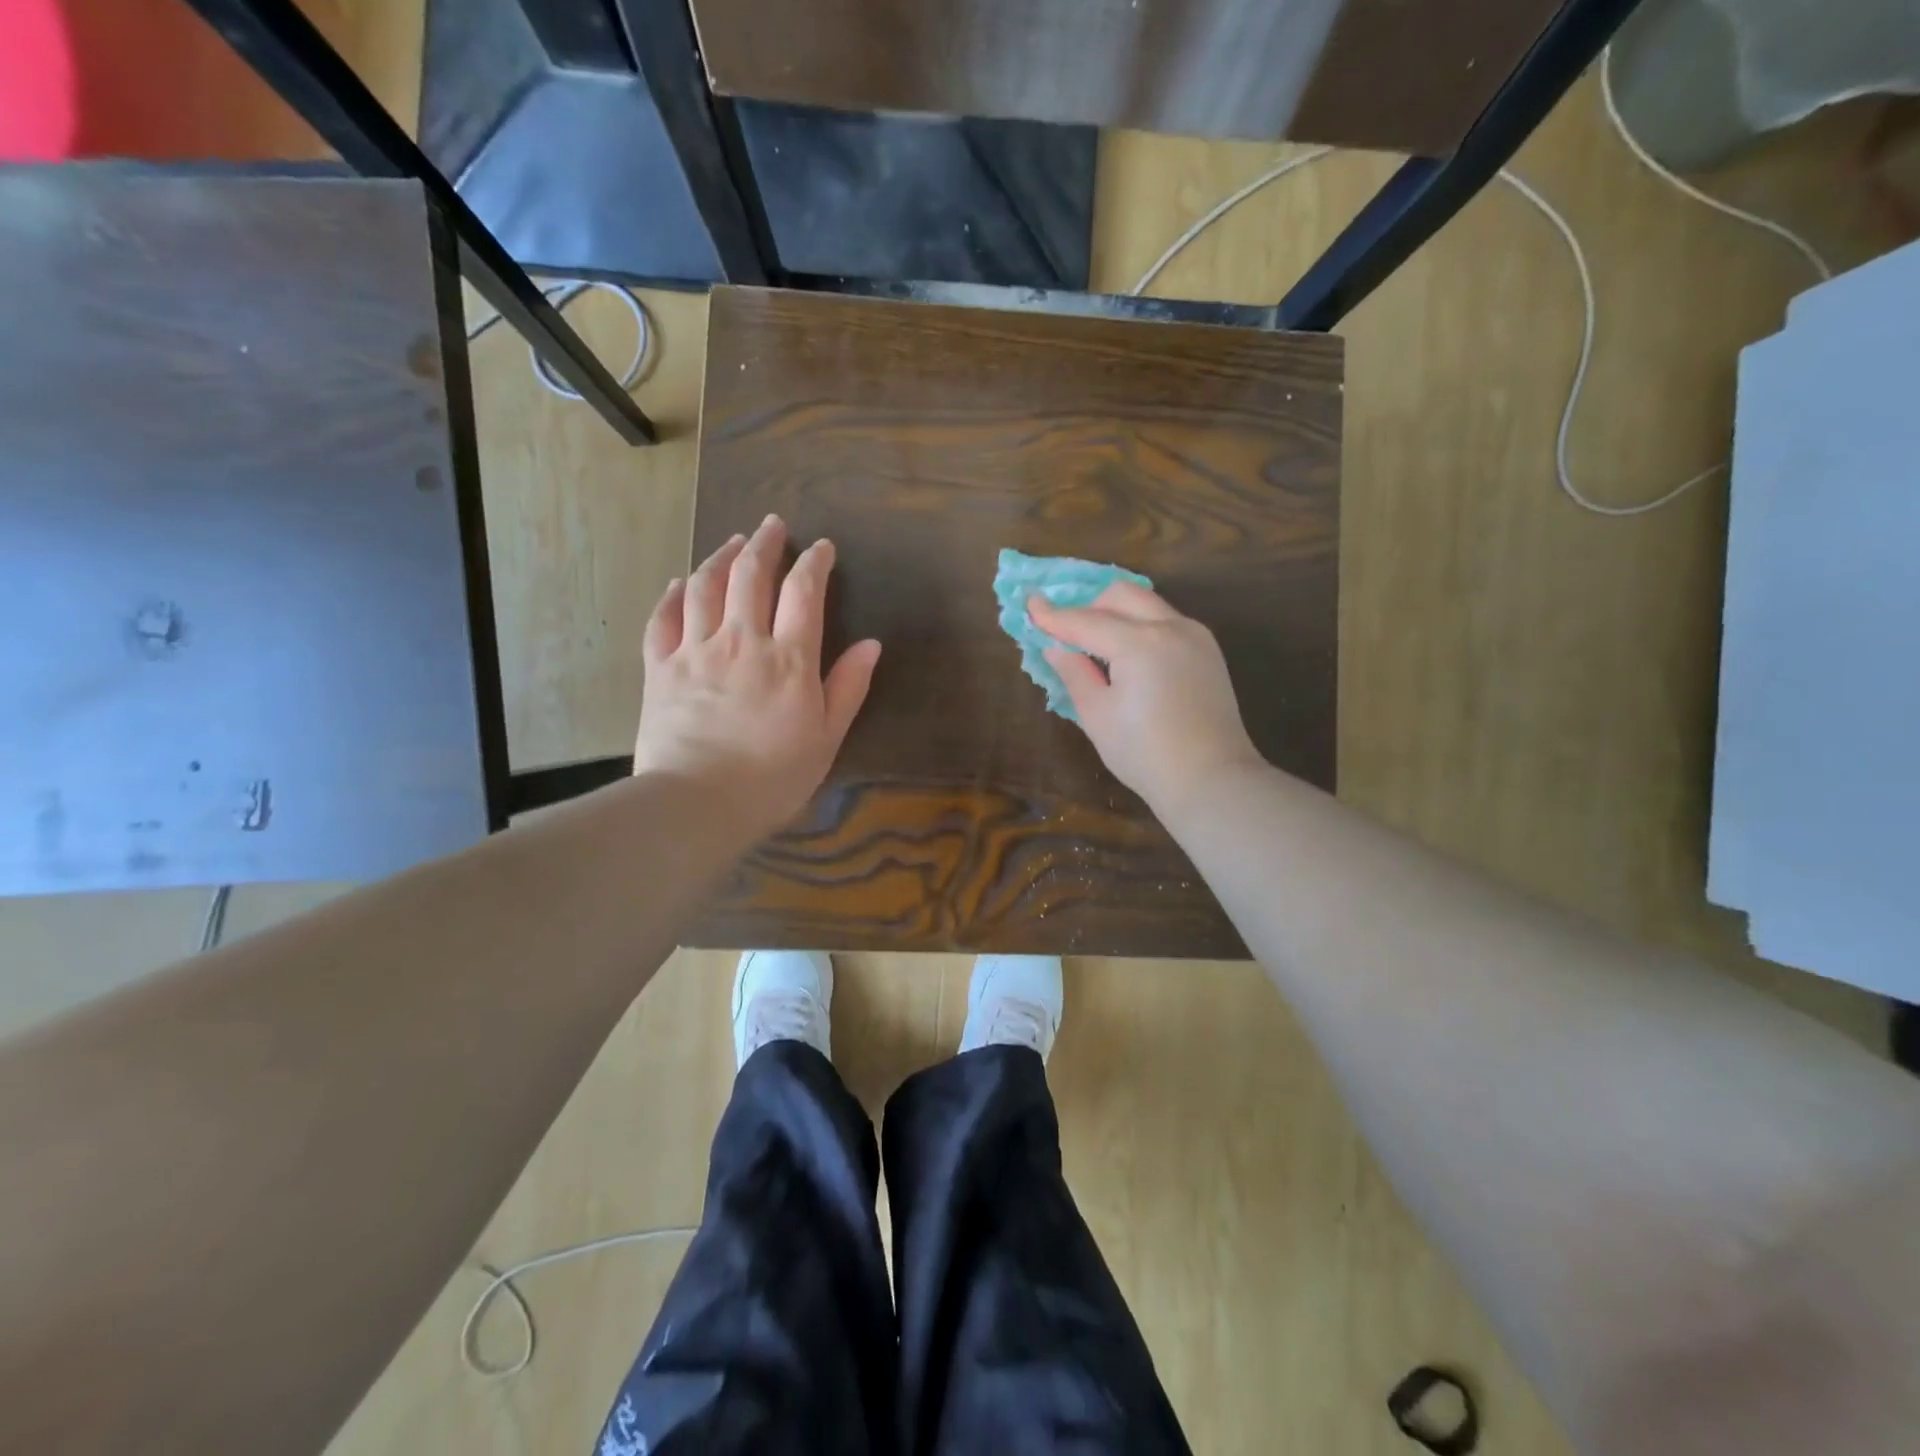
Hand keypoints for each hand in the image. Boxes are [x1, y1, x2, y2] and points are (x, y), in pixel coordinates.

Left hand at [635, 514, 880, 837]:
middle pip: (751, 575)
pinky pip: (663, 619)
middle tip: (773, 524)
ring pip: (705, 586)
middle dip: (765, 544)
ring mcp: (695, 651)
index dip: (814, 562)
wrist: (697, 803)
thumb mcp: (826, 737)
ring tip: (733, 541)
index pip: (803, 592)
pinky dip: (673, 594)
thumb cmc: (772, 777)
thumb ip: (848, 687)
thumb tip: (870, 644)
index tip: (821, 548)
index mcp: (788, 659)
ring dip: (721, 557)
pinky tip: (680, 582)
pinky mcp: (660, 668)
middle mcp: (741, 641)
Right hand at [1029, 582, 1263, 814]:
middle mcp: (1171, 627)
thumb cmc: (1145, 754)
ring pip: (1148, 604)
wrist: (1211, 780)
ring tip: (1098, 647)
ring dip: (1117, 614)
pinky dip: (1141, 627)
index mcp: (1140, 644)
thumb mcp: (1098, 716)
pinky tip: (1130, 659)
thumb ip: (1075, 674)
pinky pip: (1167, 622)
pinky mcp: (1208, 651)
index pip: (1086, 621)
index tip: (1030, 605)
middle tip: (1068, 633)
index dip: (1054, 616)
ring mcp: (1195, 636)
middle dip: (1090, 606)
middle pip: (1122, 595)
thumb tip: (1056, 648)